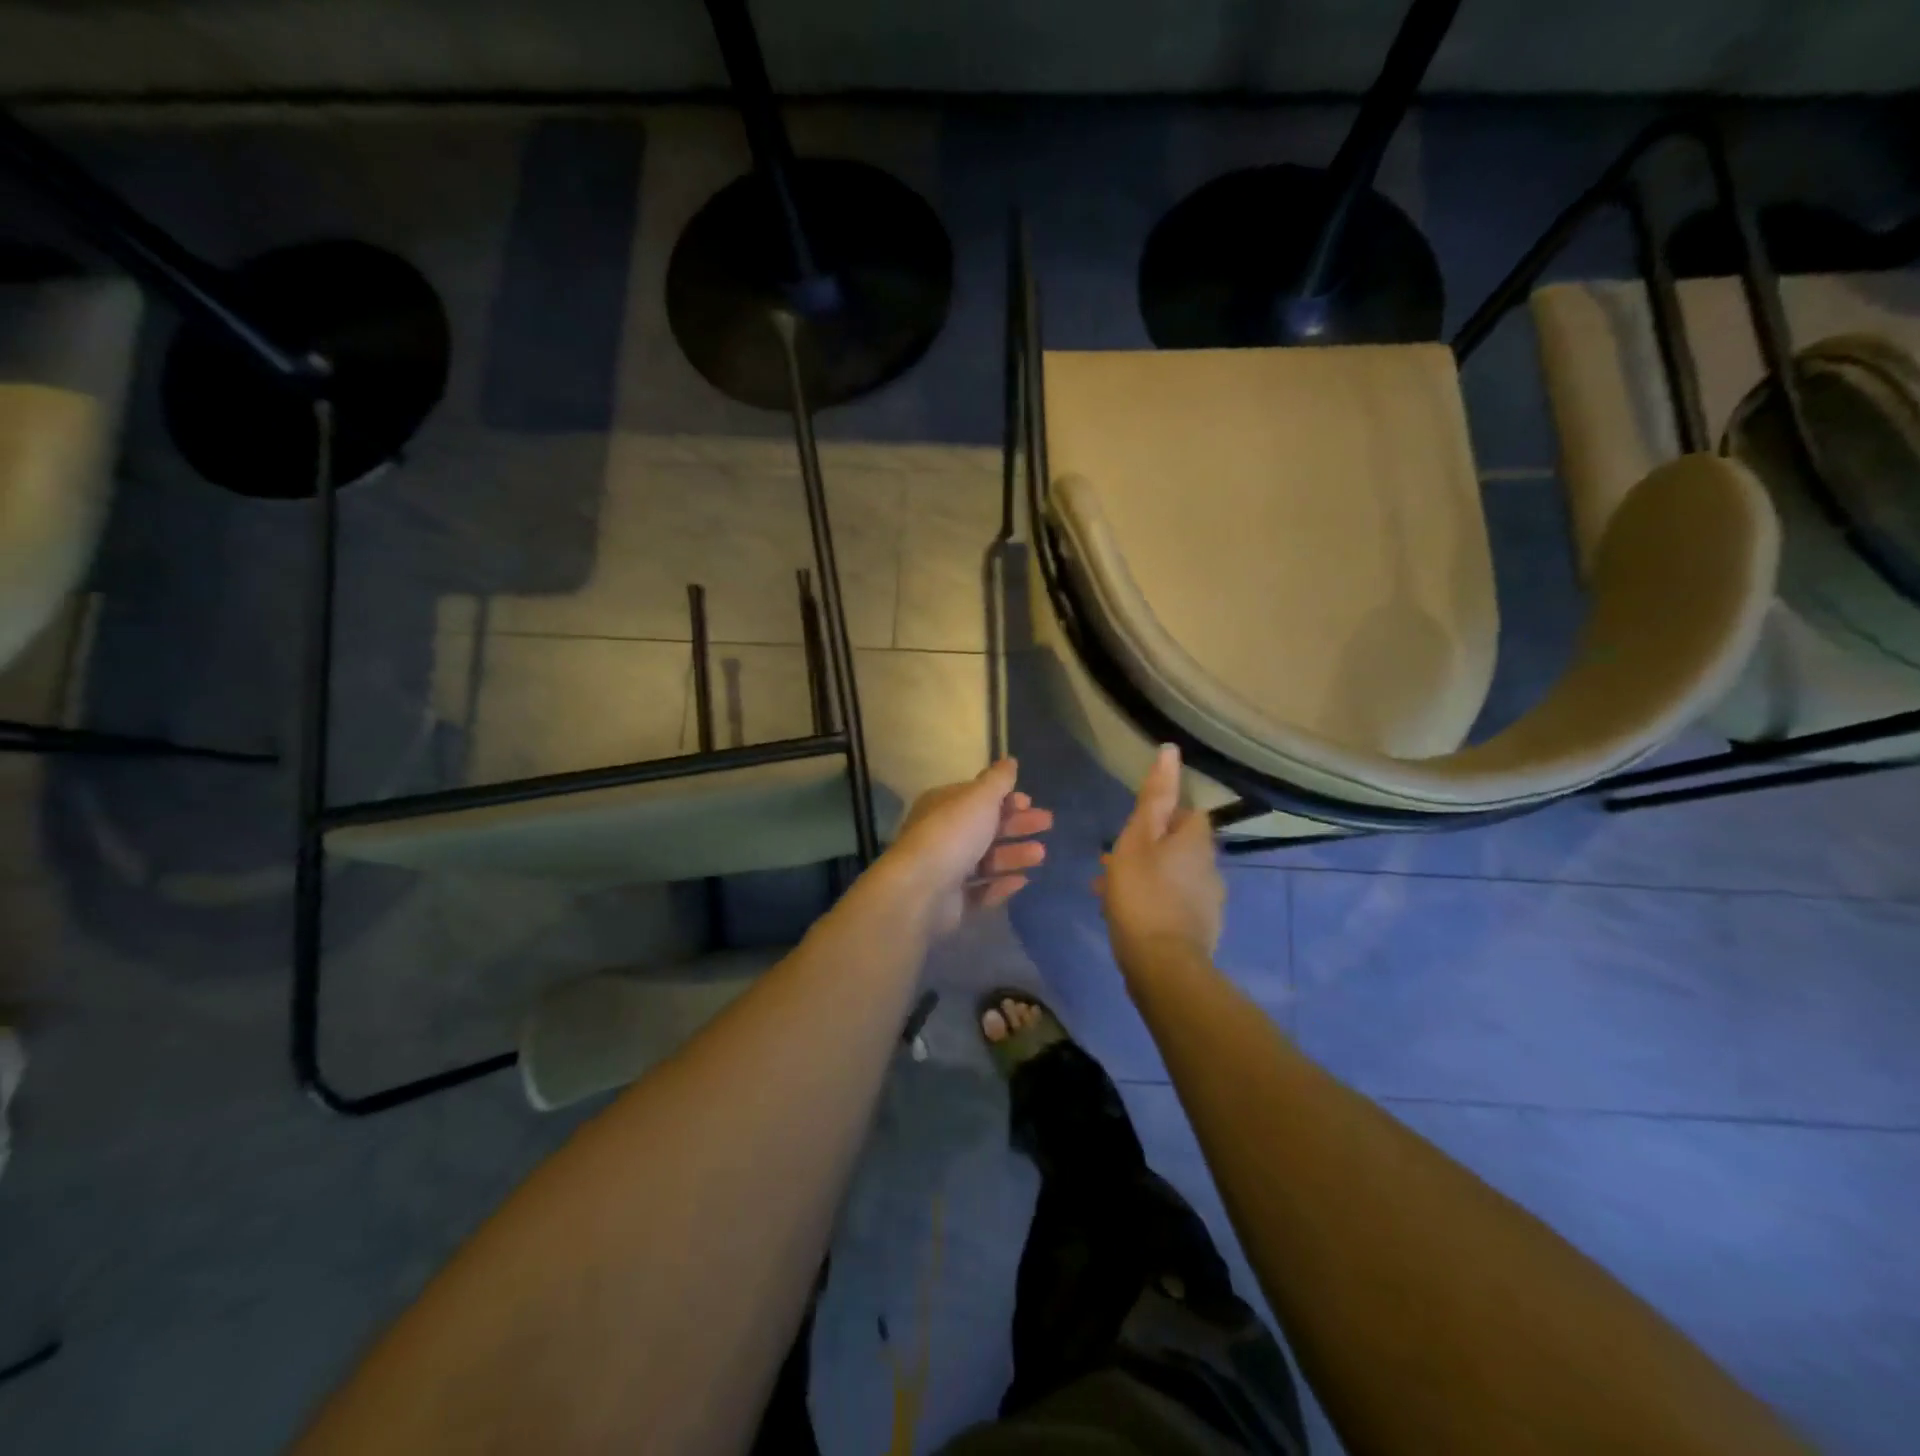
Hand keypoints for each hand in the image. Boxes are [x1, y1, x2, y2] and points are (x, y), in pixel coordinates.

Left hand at [885, 758, 1052, 936]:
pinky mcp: (952, 901)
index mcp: (943, 806)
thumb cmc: (953, 834)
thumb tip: (1009, 760)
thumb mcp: (979, 798)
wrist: (921, 889)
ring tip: (1041, 855)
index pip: (977, 798)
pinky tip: (1023, 882)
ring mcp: (946, 870)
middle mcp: (943, 835)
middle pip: (985, 828)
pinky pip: (981, 891)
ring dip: (1014, 855)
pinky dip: (1001, 885)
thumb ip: (997, 781)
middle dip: (1017, 826)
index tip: (1030, 802)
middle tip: (1047, 824)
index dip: (1005, 798)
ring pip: (986, 860)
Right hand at [1096, 744, 1223, 977]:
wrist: (1162, 965)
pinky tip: (1127, 915)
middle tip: (1112, 861)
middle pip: (1179, 846)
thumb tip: (1171, 751)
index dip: (1161, 816)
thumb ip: (1155, 796)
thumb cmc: (1142, 893)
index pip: (1187, 812)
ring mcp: (1209, 901)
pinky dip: (1154, 901)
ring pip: (1173, 876)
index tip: (1132, 828)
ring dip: (1147, 876)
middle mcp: (1210, 867)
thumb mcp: (1138, 838)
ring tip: (1109, 890)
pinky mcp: (1201, 929)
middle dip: (1148, 849)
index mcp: (1196, 841)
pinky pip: (1174, 903)